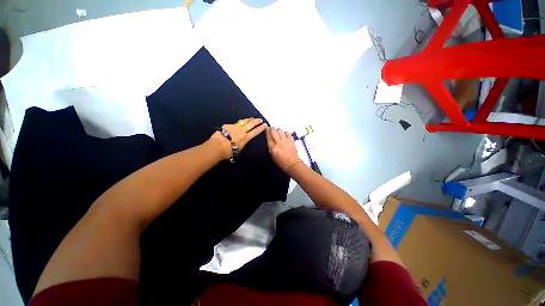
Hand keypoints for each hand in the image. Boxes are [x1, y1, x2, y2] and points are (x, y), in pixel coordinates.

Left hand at [210, 118, 267, 159]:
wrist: (217, 146)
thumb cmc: (228, 152)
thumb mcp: (239, 149)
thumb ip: (242, 143)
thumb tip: (242, 141)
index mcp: (245, 137)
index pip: (255, 131)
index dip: (261, 128)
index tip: (265, 124)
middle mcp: (242, 130)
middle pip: (251, 124)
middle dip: (257, 121)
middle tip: (260, 119)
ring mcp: (234, 126)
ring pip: (243, 121)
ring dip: (249, 119)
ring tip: (252, 118)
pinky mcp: (227, 125)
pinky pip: (235, 124)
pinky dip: (238, 124)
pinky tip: (237, 124)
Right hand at [266, 127, 301, 172]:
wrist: (291, 163)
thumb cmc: (281, 161)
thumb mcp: (272, 155)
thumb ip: (271, 146)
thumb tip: (270, 138)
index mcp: (273, 148)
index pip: (269, 137)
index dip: (267, 131)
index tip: (267, 128)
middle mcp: (278, 143)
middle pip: (274, 132)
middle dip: (272, 128)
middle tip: (272, 127)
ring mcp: (285, 141)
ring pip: (280, 131)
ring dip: (278, 130)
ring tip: (278, 131)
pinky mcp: (291, 140)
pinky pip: (287, 133)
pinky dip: (285, 132)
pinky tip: (284, 134)